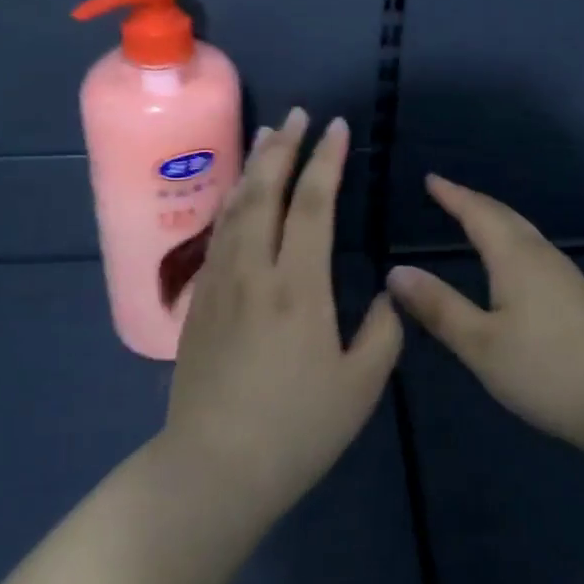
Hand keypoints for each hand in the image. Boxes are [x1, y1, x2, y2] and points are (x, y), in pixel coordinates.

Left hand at [161, 108, 402, 521]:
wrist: (214, 469)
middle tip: (297, 114)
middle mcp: (255, 271)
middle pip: (265, 192)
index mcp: (298, 287)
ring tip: (266, 135)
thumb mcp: (360, 386)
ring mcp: (220, 283)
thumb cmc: (296, 429)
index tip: (336, 127)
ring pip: (235, 207)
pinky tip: (237, 195)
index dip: (326, 161)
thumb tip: (383, 293)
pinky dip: (232, 201)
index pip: (313, 204)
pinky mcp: (200, 302)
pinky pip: (218, 234)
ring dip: (253, 166)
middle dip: (283, 147)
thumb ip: (381, 332)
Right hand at [387, 174, 583, 455]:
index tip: (431, 179)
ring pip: (524, 233)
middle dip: (474, 202)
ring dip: (496, 219)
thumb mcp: (480, 344)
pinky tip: (513, 263)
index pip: (477, 214)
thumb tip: (397, 271)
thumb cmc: (547, 369)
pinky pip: (535, 251)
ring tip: (475, 219)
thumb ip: (439, 307)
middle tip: (448, 193)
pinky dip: (512, 241)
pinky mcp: (578, 298)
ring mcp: (565, 276)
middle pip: (504, 216)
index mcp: (514, 258)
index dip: (453, 195)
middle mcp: (541, 256)